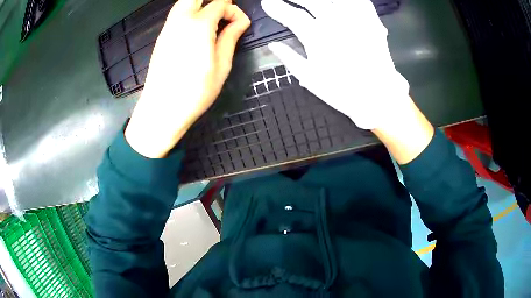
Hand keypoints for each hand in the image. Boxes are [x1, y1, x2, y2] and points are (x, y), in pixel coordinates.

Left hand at [125, 0, 249, 157]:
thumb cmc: (195, 91)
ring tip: (213, 20)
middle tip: (225, 13)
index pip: (220, 4)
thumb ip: (230, 37)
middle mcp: (180, 20)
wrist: (161, 109)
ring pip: (184, 3)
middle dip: (214, 1)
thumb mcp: (222, 65)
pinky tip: (196, 29)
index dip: (234, 11)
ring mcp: (168, 28)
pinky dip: (189, 13)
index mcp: (199, 25)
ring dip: (200, 5)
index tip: (240, 25)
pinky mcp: (161, 37)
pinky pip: (176, 15)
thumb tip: (241, 22)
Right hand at [261, 0, 409, 129]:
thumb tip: (273, 45)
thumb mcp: (310, 78)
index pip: (292, 16)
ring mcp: (355, 21)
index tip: (267, 3)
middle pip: (312, 1)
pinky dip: (350, 0)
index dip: (277, 8)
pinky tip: (341, 2)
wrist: (378, 95)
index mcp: (317, 38)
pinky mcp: (371, 23)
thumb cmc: (342, 90)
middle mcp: (335, 24)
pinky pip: (360, 3)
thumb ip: (290, 58)